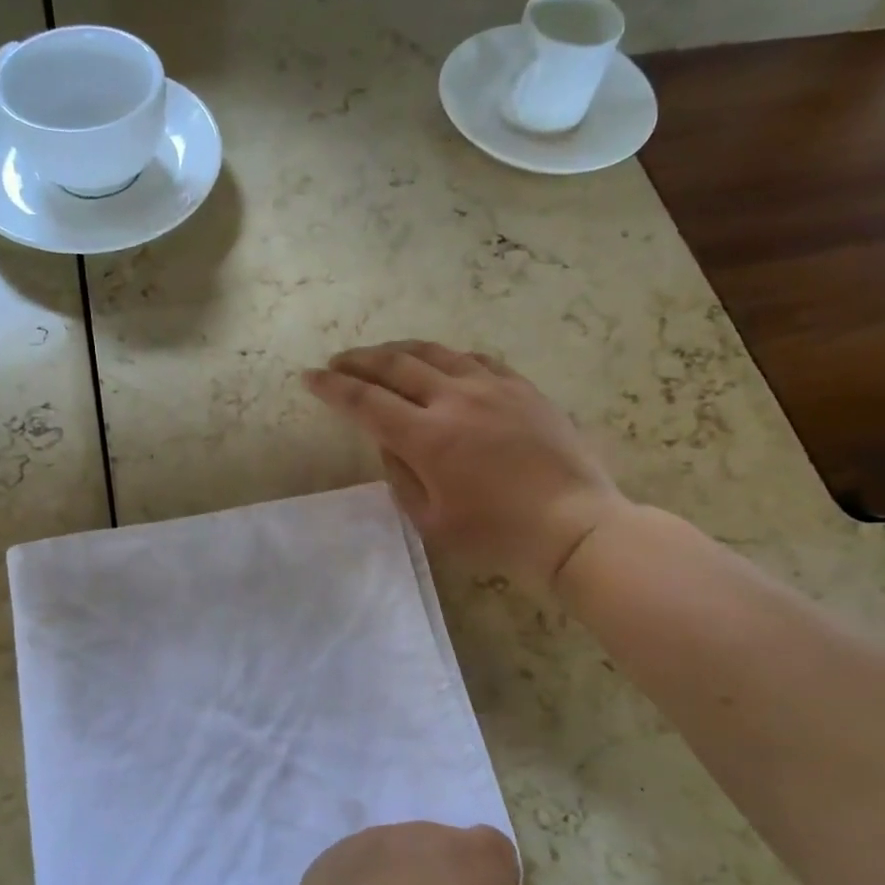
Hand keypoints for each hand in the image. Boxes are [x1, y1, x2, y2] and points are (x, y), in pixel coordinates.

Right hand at [305, 340, 628, 594]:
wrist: (575, 525)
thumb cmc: (497, 534)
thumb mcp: (431, 521)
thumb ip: (400, 475)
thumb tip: (388, 441)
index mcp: (427, 437)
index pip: (365, 401)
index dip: (332, 388)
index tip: (309, 378)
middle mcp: (454, 399)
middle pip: (395, 365)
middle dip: (358, 360)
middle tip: (337, 361)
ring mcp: (492, 387)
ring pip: (434, 353)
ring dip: (398, 350)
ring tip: (379, 354)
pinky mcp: (522, 387)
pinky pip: (475, 359)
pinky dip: (446, 357)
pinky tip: (439, 363)